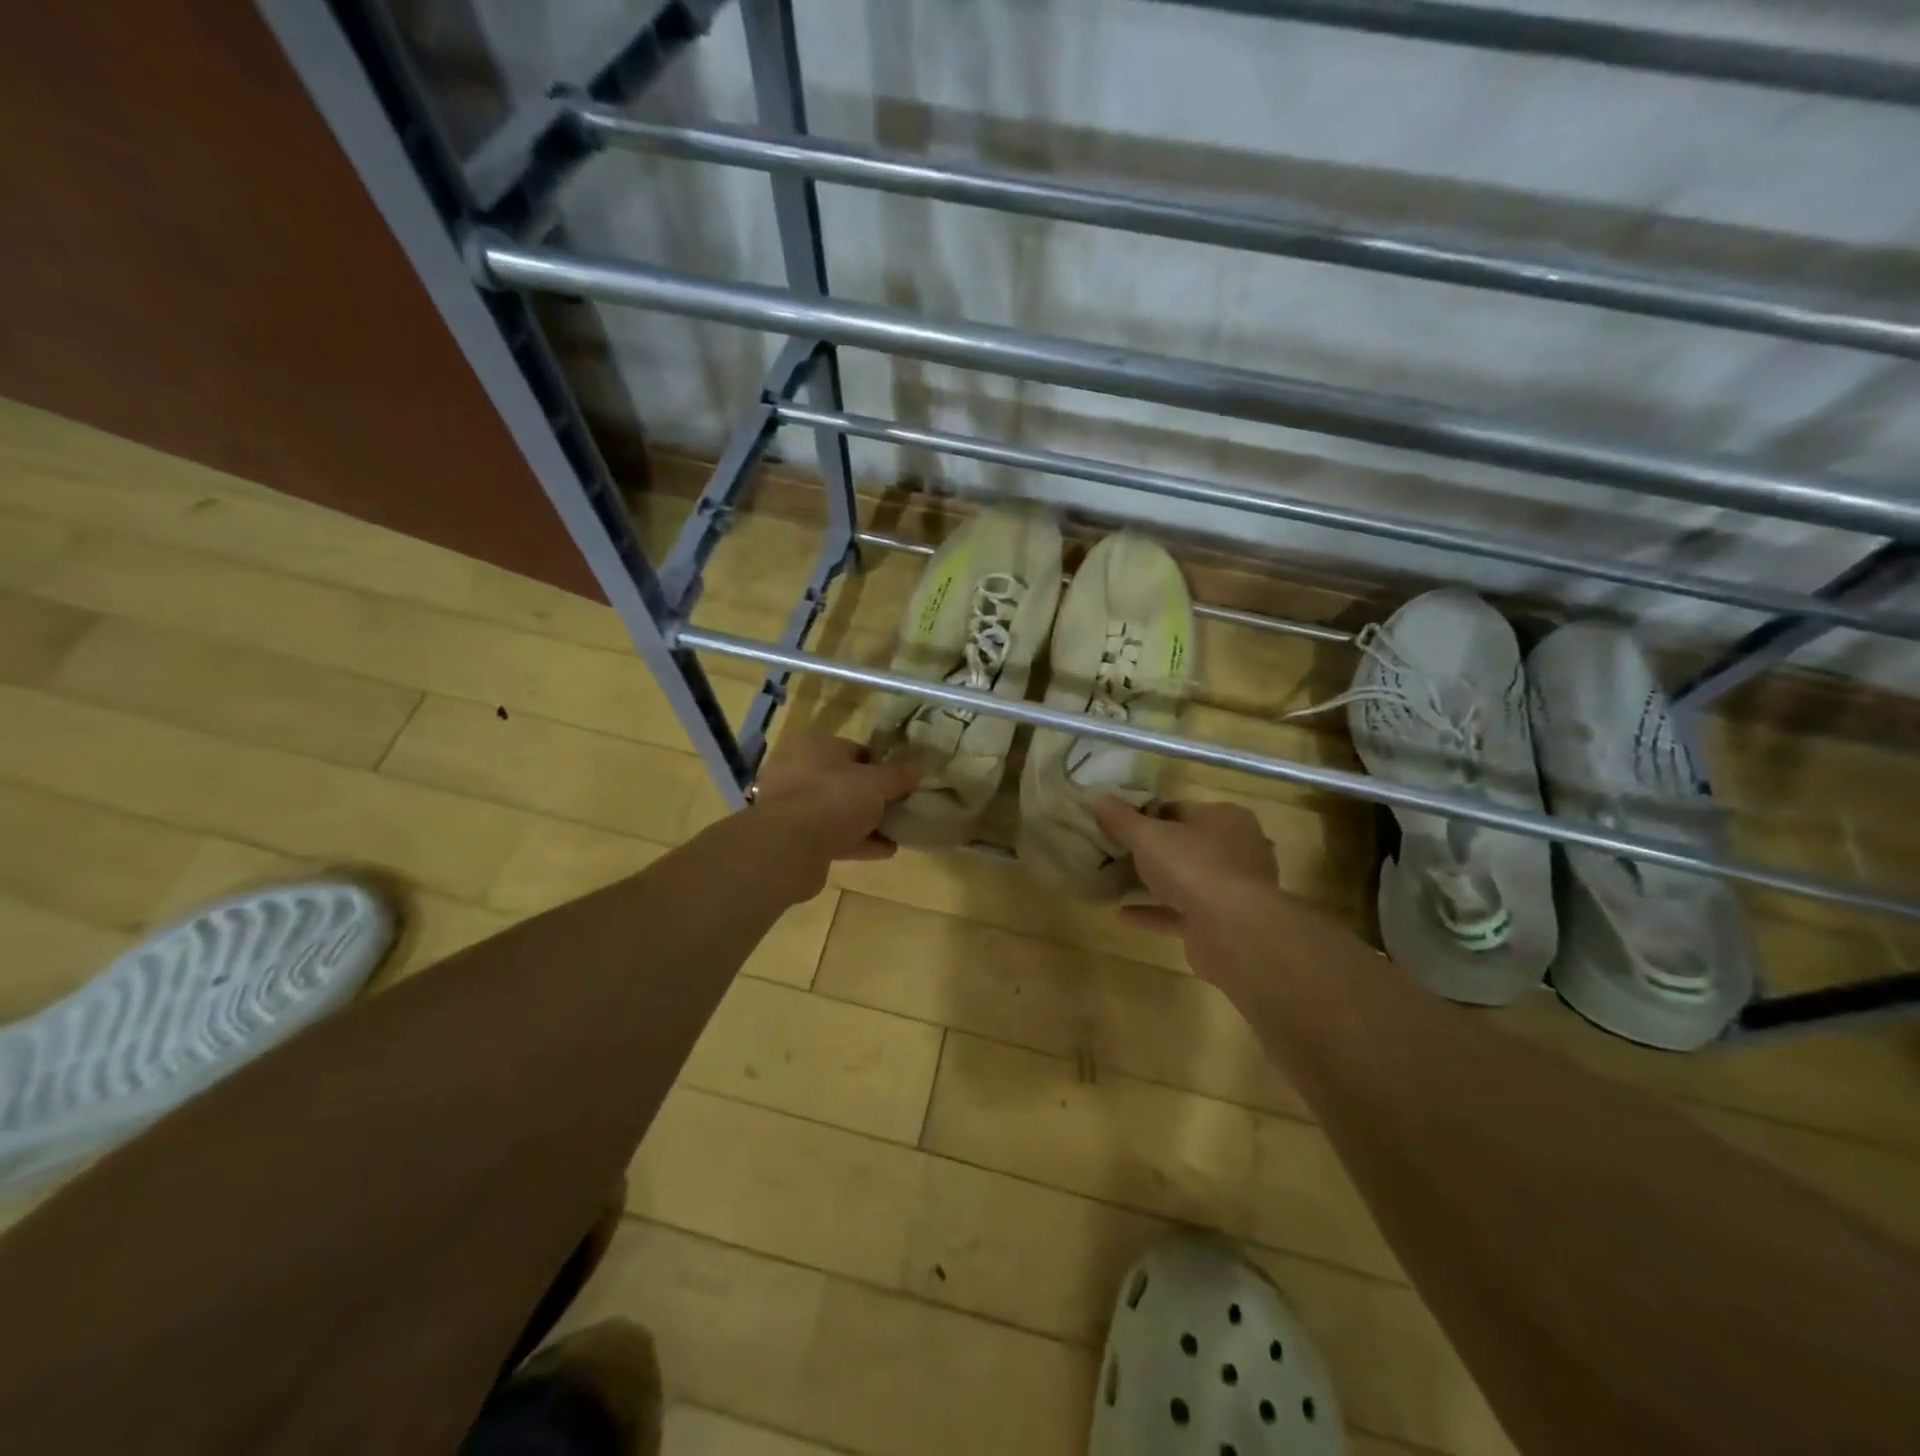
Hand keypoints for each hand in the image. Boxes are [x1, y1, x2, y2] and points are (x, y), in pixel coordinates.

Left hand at [751, 731, 921, 896]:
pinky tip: (884, 850)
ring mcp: (791, 805)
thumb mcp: (877, 782)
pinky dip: (857, 841)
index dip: (882, 765)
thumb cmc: (835, 798)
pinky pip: (831, 835)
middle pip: (845, 781)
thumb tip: (922, 765)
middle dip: (873, 796)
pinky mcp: (792, 837)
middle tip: (900, 807)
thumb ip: (900, 774)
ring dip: (866, 822)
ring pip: (837, 810)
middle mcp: (797, 770)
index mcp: (814, 745)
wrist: (790, 846)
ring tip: (897, 832)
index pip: (854, 750)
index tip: (903, 782)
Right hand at [1092, 796, 1302, 979]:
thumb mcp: (1148, 836)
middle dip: (1149, 852)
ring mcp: (1231, 889)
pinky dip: (1153, 912)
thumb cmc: (1193, 867)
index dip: (1147, 815)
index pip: (1180, 809)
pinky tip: (1121, 914)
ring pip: (1183, 881)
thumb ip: (1122, 819)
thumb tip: (1099, 798)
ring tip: (1112, 883)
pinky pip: (1181, 913)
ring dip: (1150, 884)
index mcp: (1225, 818)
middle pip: (1183, 845)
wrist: (1233, 931)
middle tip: (1113, 854)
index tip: (1117, 824)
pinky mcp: (1221, 923)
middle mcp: (1235, 850)